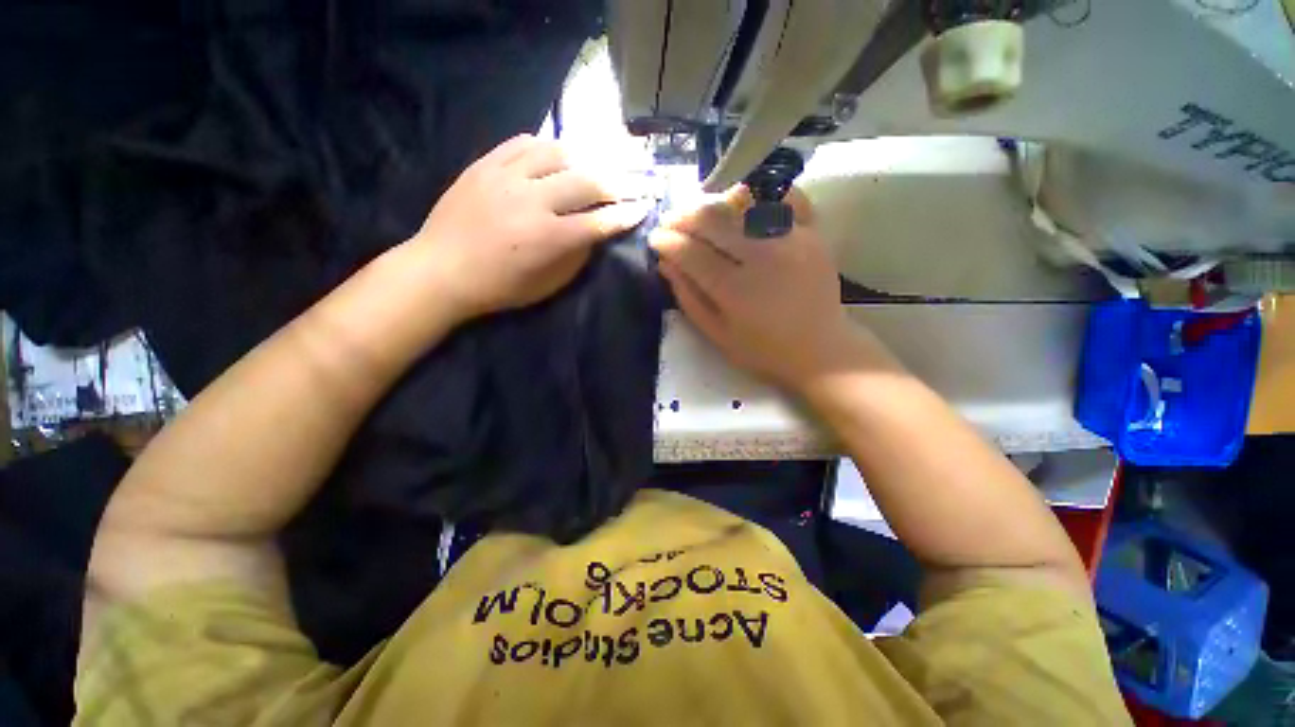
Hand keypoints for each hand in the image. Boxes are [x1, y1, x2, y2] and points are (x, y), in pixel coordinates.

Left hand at [410, 134, 651, 319]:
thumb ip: (577, 256)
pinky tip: (560, 153)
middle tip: (636, 181)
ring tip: (601, 163)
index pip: (600, 221)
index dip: (627, 214)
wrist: (441, 270)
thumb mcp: (548, 284)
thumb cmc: (500, 287)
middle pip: (587, 181)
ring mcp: (506, 177)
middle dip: (619, 182)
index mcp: (548, 238)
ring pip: (559, 153)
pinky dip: (549, 146)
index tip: (645, 207)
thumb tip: (597, 232)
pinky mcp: (485, 163)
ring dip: (588, 158)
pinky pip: (524, 142)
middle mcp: (531, 201)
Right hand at [651, 186, 890, 389]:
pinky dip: (759, 195)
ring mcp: (791, 239)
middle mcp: (763, 257)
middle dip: (683, 217)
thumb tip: (665, 263)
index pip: (691, 252)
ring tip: (698, 213)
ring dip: (712, 204)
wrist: (820, 349)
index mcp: (736, 290)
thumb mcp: (717, 335)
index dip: (667, 241)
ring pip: (742, 204)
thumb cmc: (763, 350)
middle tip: (670, 221)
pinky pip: (782, 198)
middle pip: (713, 220)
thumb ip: (689, 298)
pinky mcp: (812, 233)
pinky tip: (742, 202)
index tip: (655, 238)